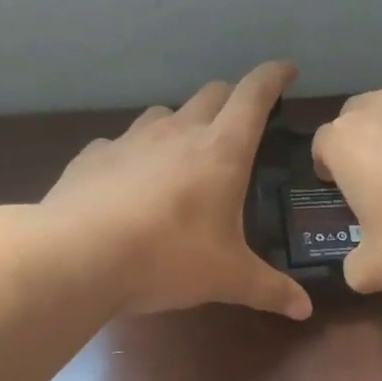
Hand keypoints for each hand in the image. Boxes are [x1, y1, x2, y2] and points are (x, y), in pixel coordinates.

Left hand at [34, 61, 311, 318]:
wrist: (76, 256)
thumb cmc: (168, 258)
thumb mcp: (228, 279)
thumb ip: (270, 290)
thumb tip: (305, 310)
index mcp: (222, 151)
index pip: (254, 95)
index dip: (274, 77)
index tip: (287, 70)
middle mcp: (179, 132)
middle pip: (212, 94)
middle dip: (232, 99)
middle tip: (242, 121)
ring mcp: (132, 140)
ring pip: (165, 113)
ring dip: (183, 123)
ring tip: (185, 153)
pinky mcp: (94, 156)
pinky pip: (123, 143)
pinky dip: (136, 154)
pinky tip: (132, 183)